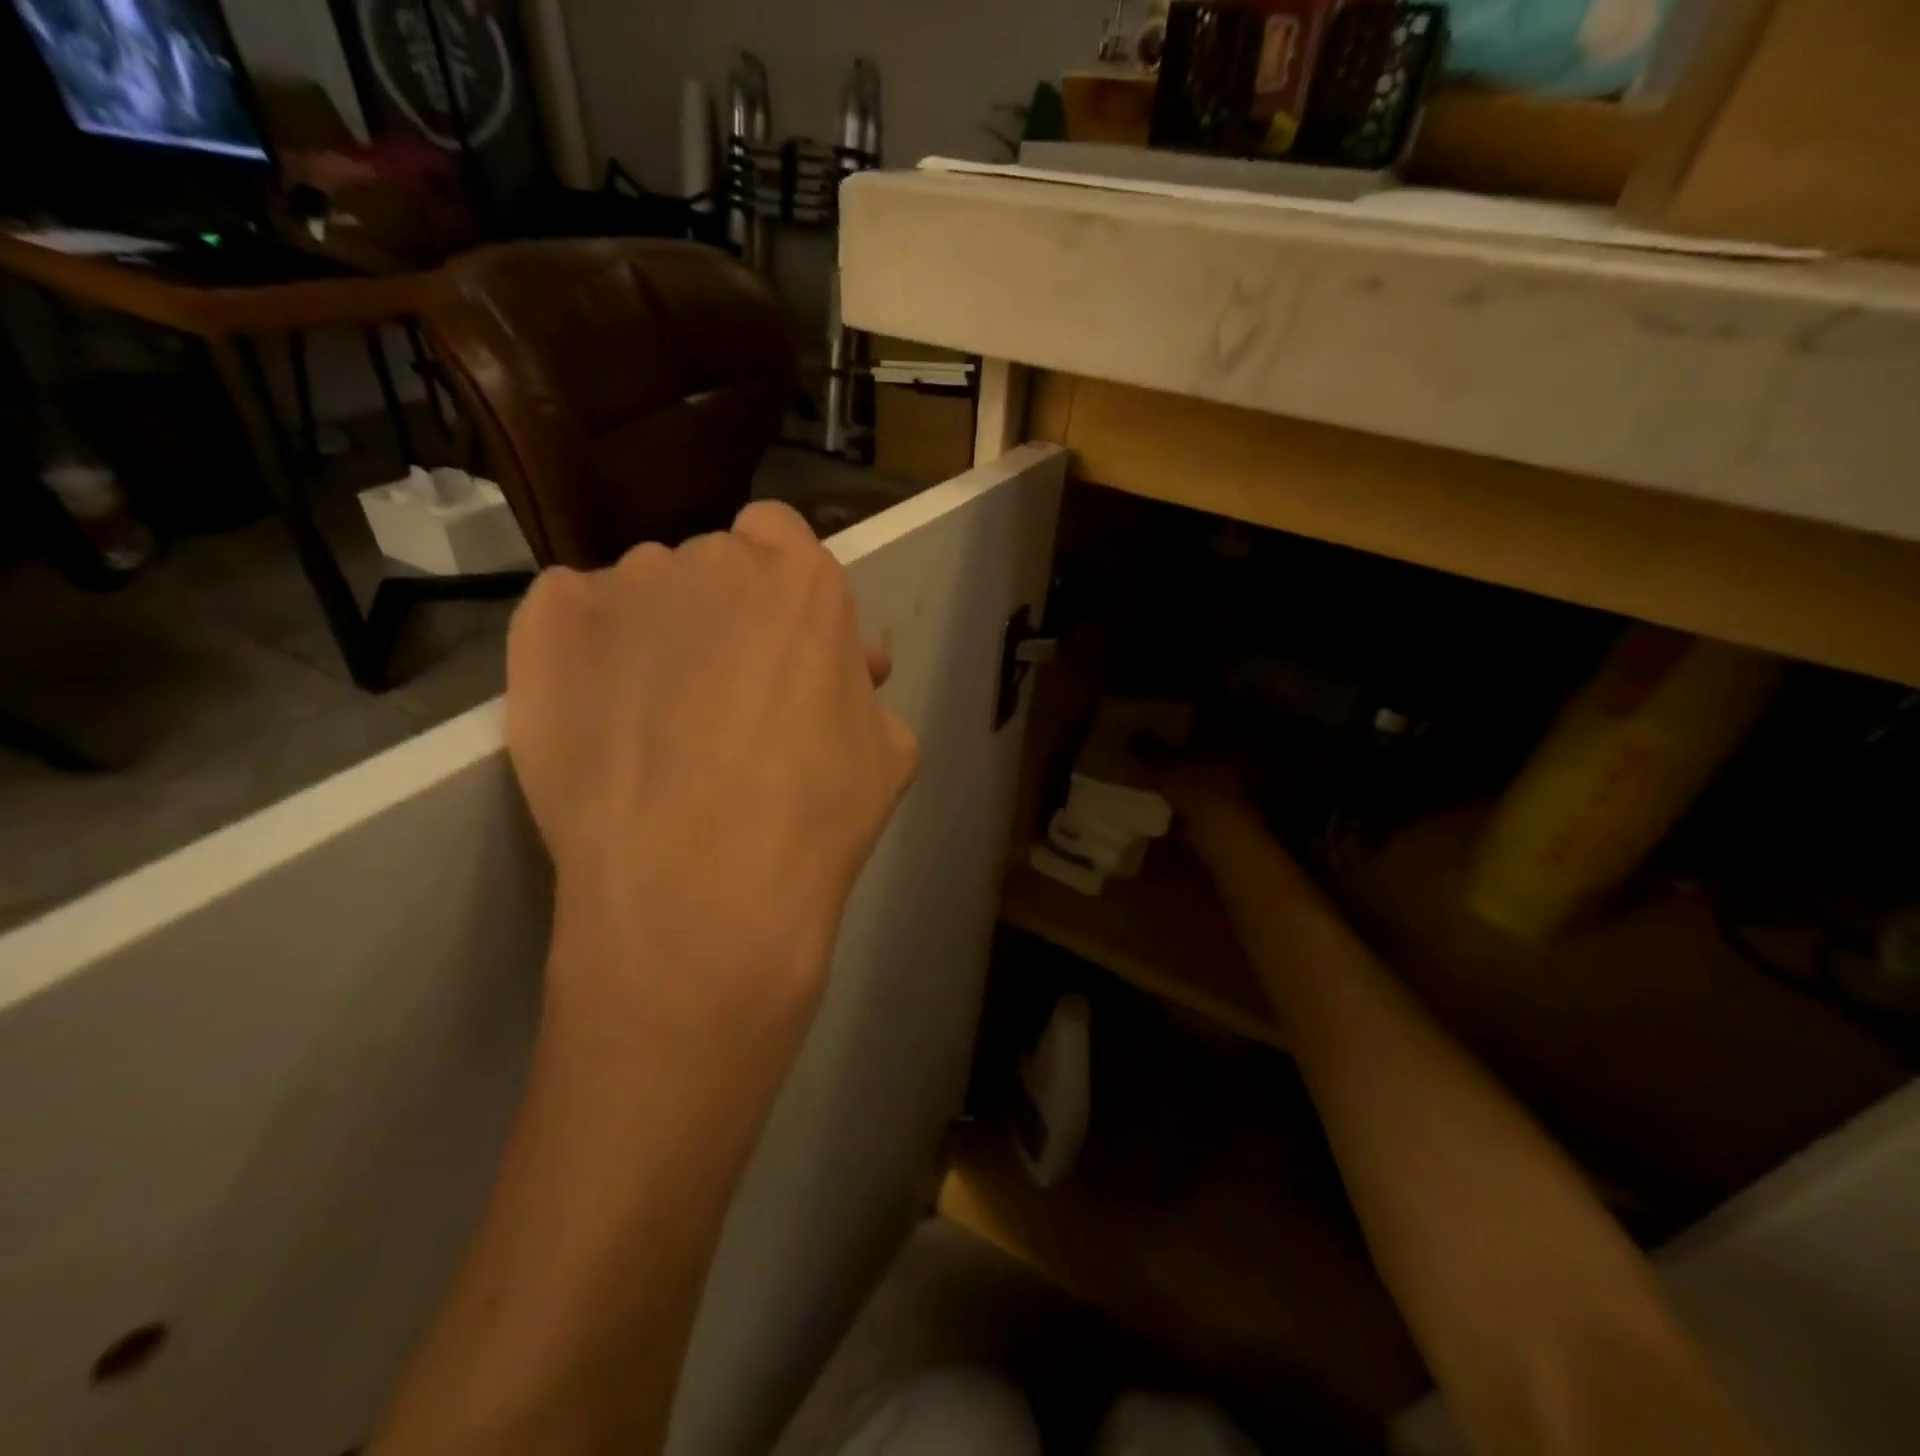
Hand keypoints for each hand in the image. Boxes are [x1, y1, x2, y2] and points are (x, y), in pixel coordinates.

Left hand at [504, 501, 917, 1040]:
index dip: (780, 587)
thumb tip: (845, 672)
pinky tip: (600, 710)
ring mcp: (622, 588)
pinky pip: (570, 617)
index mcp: (803, 579)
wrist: (702, 889)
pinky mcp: (545, 630)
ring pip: (645, 595)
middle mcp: (713, 560)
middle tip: (726, 694)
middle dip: (725, 616)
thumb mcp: (889, 751)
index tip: (781, 642)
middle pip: (715, 568)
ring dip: (657, 633)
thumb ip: (864, 690)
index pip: (782, 536)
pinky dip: (585, 648)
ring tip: (655, 718)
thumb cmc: (816, 817)